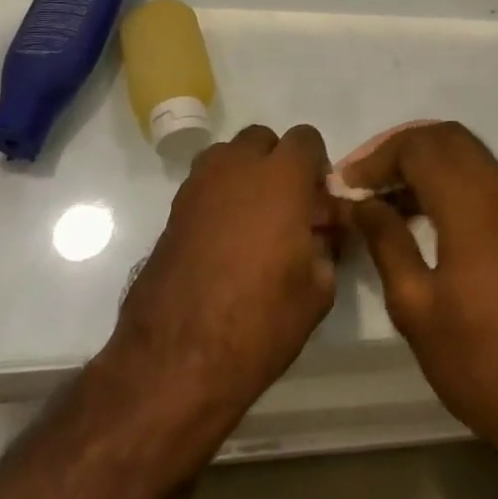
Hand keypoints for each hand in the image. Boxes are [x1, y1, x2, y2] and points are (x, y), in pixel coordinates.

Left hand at [110, 125, 343, 424]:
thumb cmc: (260, 321)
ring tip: (253, 221)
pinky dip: (219, 199)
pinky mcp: (172, 212)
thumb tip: (320, 233)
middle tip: (287, 207)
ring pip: (228, 157)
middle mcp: (237, 168)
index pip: (306, 139)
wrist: (177, 359)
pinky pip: (204, 186)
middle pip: (262, 139)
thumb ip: (325, 246)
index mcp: (281, 177)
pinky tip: (225, 242)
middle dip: (278, 163)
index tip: (319, 201)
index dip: (317, 166)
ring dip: (245, 175)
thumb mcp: (318, 289)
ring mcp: (198, 187)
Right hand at [340, 122, 497, 451]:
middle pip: (445, 138)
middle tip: (363, 182)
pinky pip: (480, 178)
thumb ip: (386, 240)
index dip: (376, 157)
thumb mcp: (416, 305)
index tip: (344, 186)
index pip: (418, 146)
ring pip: (465, 154)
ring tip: (381, 200)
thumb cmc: (480, 358)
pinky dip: (446, 181)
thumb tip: (360, 202)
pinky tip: (417, 217)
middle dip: (400, 150)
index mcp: (472, 201)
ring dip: (423, 164)